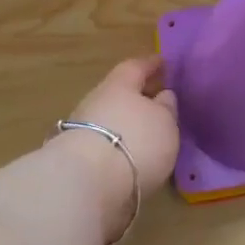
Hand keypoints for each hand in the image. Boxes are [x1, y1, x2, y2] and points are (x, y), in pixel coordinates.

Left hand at [49, 56, 180, 242]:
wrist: (88, 182)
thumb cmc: (135, 141)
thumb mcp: (164, 122)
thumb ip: (166, 108)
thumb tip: (163, 96)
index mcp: (118, 85)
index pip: (136, 67)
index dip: (151, 65)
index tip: (162, 62)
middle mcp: (97, 102)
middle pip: (120, 94)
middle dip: (138, 98)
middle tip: (158, 102)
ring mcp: (83, 131)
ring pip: (110, 121)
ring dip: (127, 125)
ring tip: (149, 136)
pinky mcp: (78, 160)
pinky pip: (105, 145)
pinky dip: (119, 147)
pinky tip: (132, 158)